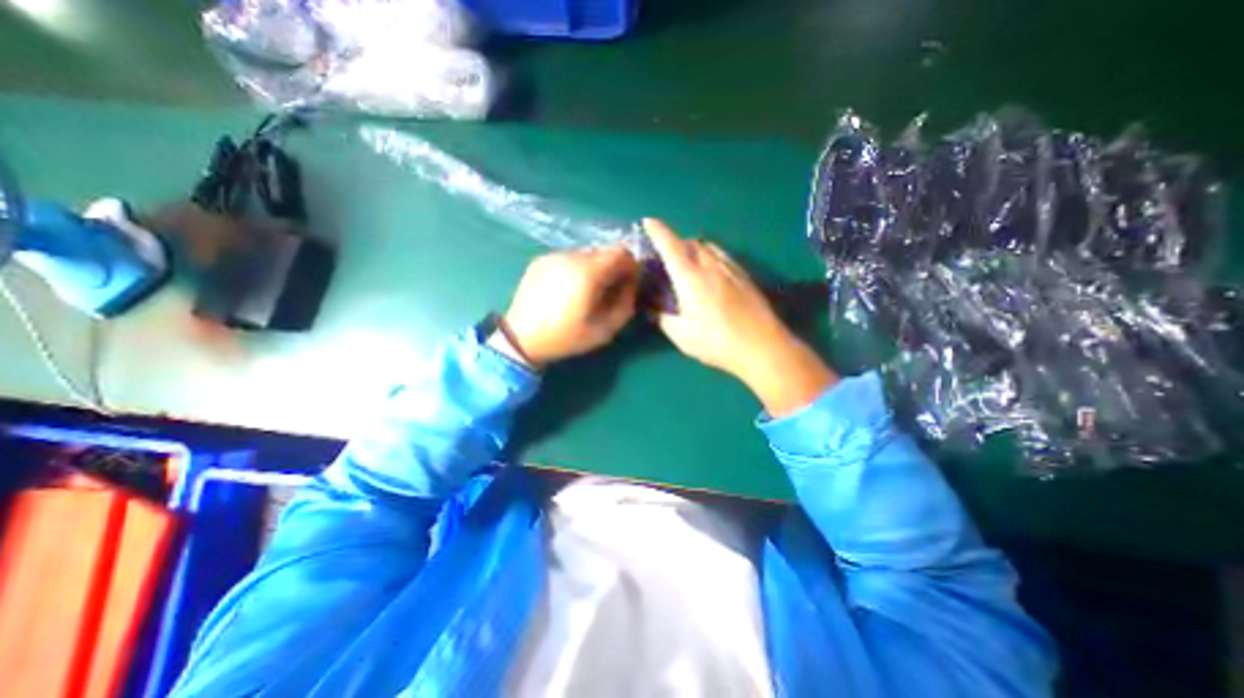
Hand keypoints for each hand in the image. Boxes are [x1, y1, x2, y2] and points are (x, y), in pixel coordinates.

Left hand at [498, 245, 635, 367]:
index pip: (622, 252)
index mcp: (588, 272)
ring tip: (584, 293)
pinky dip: (575, 270)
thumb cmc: (566, 337)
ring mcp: (553, 256)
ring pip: (586, 255)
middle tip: (606, 292)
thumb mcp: (604, 330)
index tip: (627, 284)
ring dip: (593, 270)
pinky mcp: (540, 261)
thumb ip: (625, 304)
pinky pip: (568, 259)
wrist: (521, 338)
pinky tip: (566, 291)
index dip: (630, 266)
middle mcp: (571, 256)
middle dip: (612, 269)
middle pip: (604, 252)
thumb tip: (631, 285)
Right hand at [642, 218, 834, 413]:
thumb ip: (663, 319)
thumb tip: (652, 310)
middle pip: (691, 242)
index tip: (648, 221)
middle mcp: (711, 266)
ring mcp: (731, 269)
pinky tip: (712, 273)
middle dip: (676, 242)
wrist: (762, 346)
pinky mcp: (746, 277)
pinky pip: (724, 256)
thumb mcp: (681, 336)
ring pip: (710, 247)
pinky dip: (711, 256)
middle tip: (667, 255)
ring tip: (689, 262)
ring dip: (695, 248)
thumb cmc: (716, 341)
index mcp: (691, 277)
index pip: (670, 246)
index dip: (657, 231)